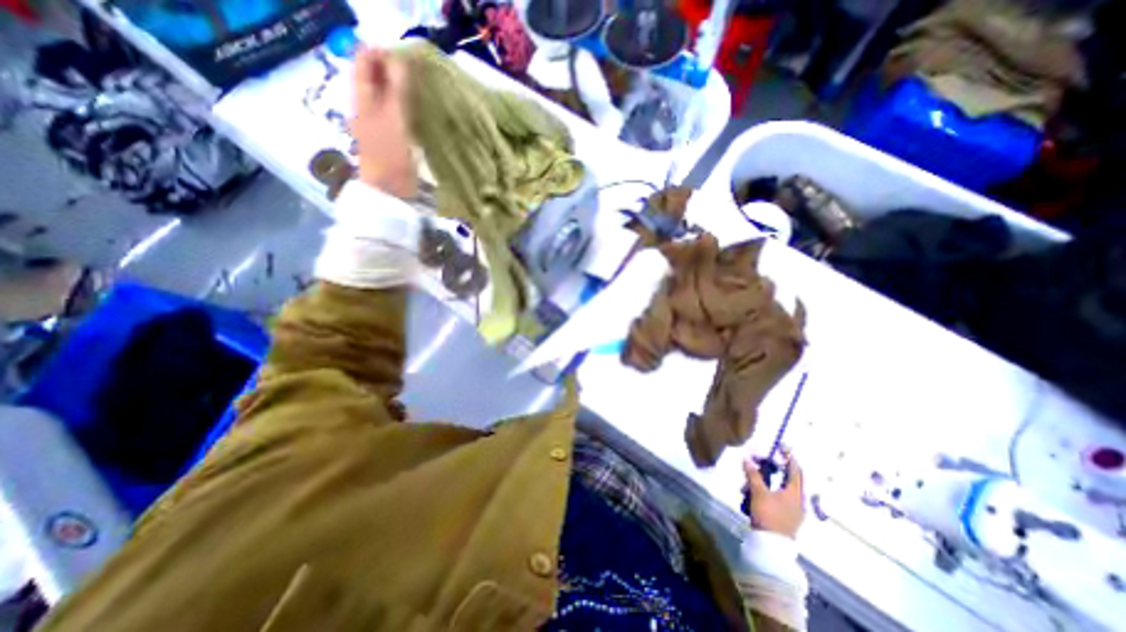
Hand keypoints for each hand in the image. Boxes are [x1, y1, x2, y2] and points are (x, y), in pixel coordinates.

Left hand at [350, 46, 414, 196]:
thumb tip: (401, 57)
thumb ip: (397, 89)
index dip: (382, 54)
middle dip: (393, 69)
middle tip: (417, 74)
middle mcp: (367, 107)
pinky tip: (420, 110)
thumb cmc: (390, 157)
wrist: (391, 194)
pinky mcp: (392, 139)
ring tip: (421, 89)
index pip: (365, 62)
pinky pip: (398, 113)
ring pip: (387, 95)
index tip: (407, 59)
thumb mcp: (394, 120)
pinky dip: (408, 106)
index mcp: (362, 99)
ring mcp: (379, 124)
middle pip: (376, 77)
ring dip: (402, 88)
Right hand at [745, 450, 805, 538]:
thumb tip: (747, 458)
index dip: (789, 457)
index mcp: (795, 493)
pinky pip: (776, 497)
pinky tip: (751, 494)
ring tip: (747, 484)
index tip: (782, 446)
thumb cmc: (769, 515)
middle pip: (787, 478)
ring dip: (764, 482)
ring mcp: (793, 509)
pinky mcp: (786, 516)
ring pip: (779, 488)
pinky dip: (765, 491)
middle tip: (760, 461)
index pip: (795, 470)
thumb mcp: (758, 492)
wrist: (771, 545)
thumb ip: (753, 475)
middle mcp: (797, 500)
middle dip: (773, 469)